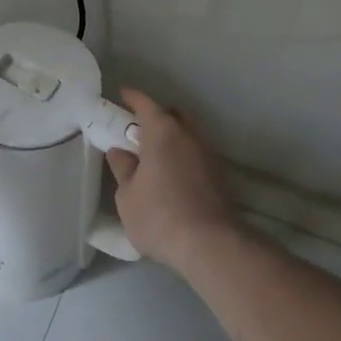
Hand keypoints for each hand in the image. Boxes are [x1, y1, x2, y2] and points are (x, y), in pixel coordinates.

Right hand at [105, 88, 239, 273]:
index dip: (131, 97)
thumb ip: (123, 169)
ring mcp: (208, 153)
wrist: (210, 245)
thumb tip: (119, 152)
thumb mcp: (127, 196)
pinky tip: (175, 175)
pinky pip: (198, 153)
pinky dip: (185, 155)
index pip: (145, 103)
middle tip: (139, 131)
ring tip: (158, 155)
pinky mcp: (220, 174)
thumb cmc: (159, 216)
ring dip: (174, 137)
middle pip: (172, 114)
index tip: (121, 94)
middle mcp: (188, 133)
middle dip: (156, 116)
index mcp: (162, 131)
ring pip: (188, 133)